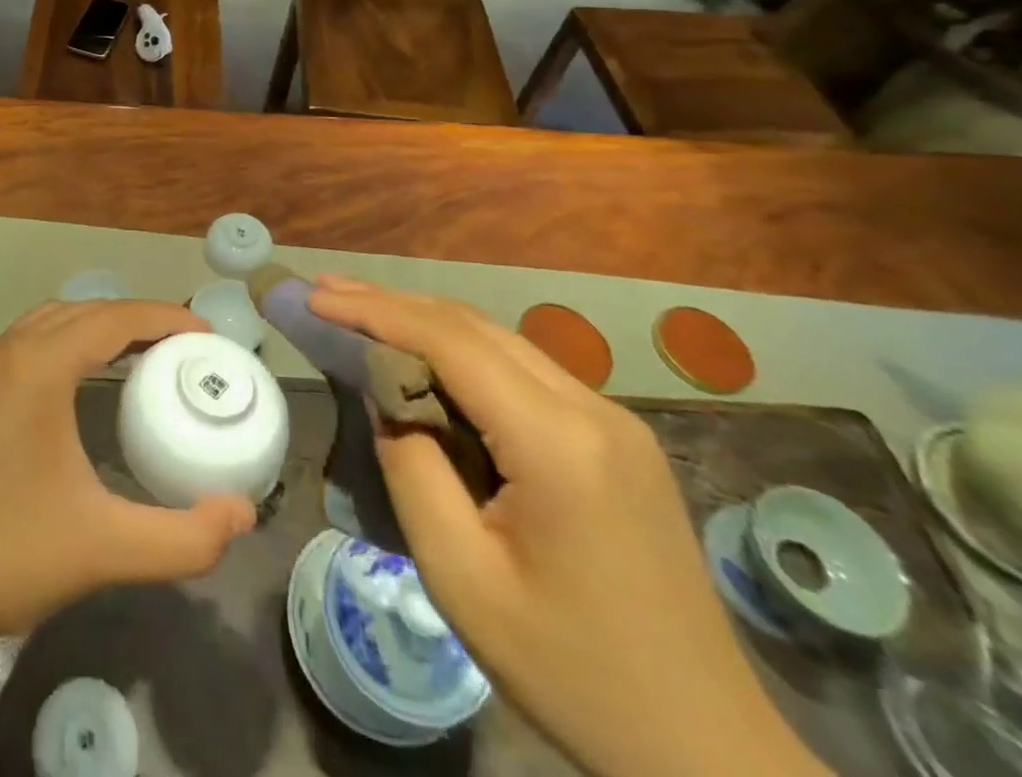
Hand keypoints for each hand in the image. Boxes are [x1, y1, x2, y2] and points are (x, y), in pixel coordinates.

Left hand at [0, 299, 256, 645]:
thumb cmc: (5, 556)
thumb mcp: (105, 549)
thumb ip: (184, 538)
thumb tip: (243, 514)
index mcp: (38, 366)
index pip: (114, 318)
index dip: (165, 317)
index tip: (207, 334)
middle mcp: (8, 350)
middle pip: (86, 311)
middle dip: (138, 319)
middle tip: (185, 347)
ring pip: (55, 320)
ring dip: (101, 326)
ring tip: (145, 354)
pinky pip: (33, 340)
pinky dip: (70, 340)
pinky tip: (87, 376)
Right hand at [310, 277, 828, 776]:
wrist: (706, 750)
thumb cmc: (572, 672)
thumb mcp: (462, 578)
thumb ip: (412, 469)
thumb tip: (388, 401)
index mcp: (558, 442)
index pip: (449, 342)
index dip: (375, 310)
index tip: (315, 297)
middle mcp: (592, 409)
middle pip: (474, 327)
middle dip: (392, 302)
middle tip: (325, 291)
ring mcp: (613, 420)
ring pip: (500, 341)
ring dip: (426, 322)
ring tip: (361, 311)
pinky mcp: (617, 439)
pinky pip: (523, 371)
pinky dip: (462, 353)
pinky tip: (427, 361)